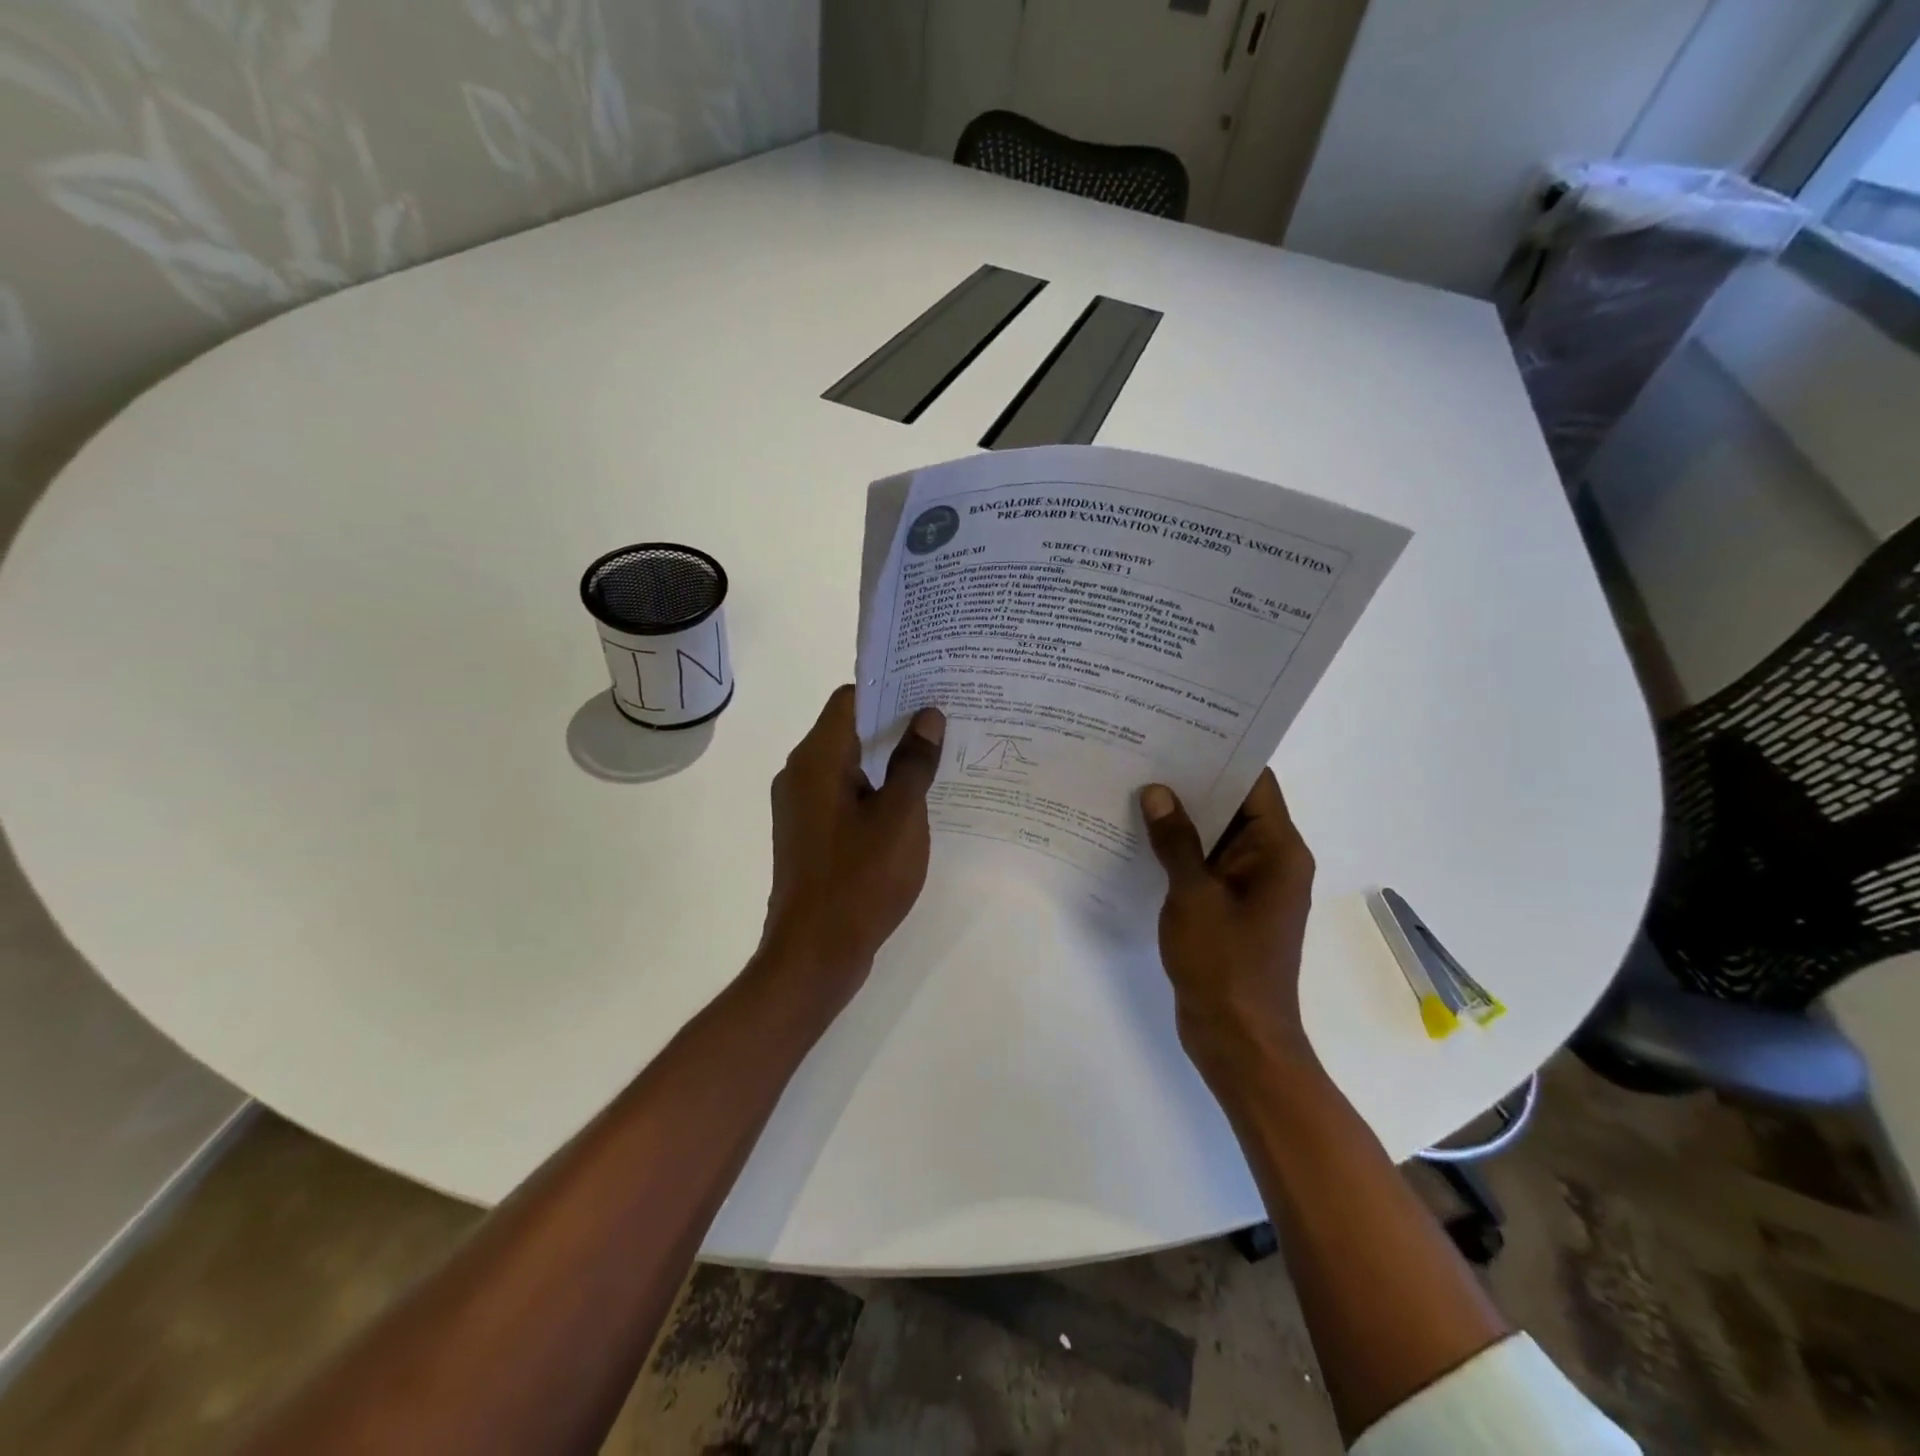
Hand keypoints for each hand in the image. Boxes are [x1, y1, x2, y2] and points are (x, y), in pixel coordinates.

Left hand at [761, 686, 944, 997]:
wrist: (814, 955)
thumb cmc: (859, 879)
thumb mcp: (900, 817)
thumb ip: (914, 763)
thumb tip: (927, 716)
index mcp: (816, 759)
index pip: (851, 699)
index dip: (891, 688)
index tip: (931, 688)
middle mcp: (800, 774)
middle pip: (850, 729)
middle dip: (896, 723)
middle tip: (945, 721)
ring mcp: (802, 807)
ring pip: (849, 765)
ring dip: (888, 759)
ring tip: (937, 757)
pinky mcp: (810, 834)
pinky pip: (845, 795)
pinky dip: (875, 790)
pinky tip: (912, 802)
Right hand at [1139, 770, 1316, 1086]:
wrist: (1238, 1040)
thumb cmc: (1225, 965)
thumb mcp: (1195, 897)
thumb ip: (1176, 841)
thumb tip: (1158, 792)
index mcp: (1278, 850)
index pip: (1255, 782)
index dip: (1221, 752)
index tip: (1178, 729)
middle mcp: (1269, 860)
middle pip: (1233, 804)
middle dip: (1191, 781)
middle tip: (1143, 751)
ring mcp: (1248, 885)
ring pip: (1215, 834)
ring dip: (1181, 816)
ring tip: (1133, 784)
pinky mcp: (1227, 906)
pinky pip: (1203, 864)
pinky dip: (1177, 849)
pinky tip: (1138, 834)